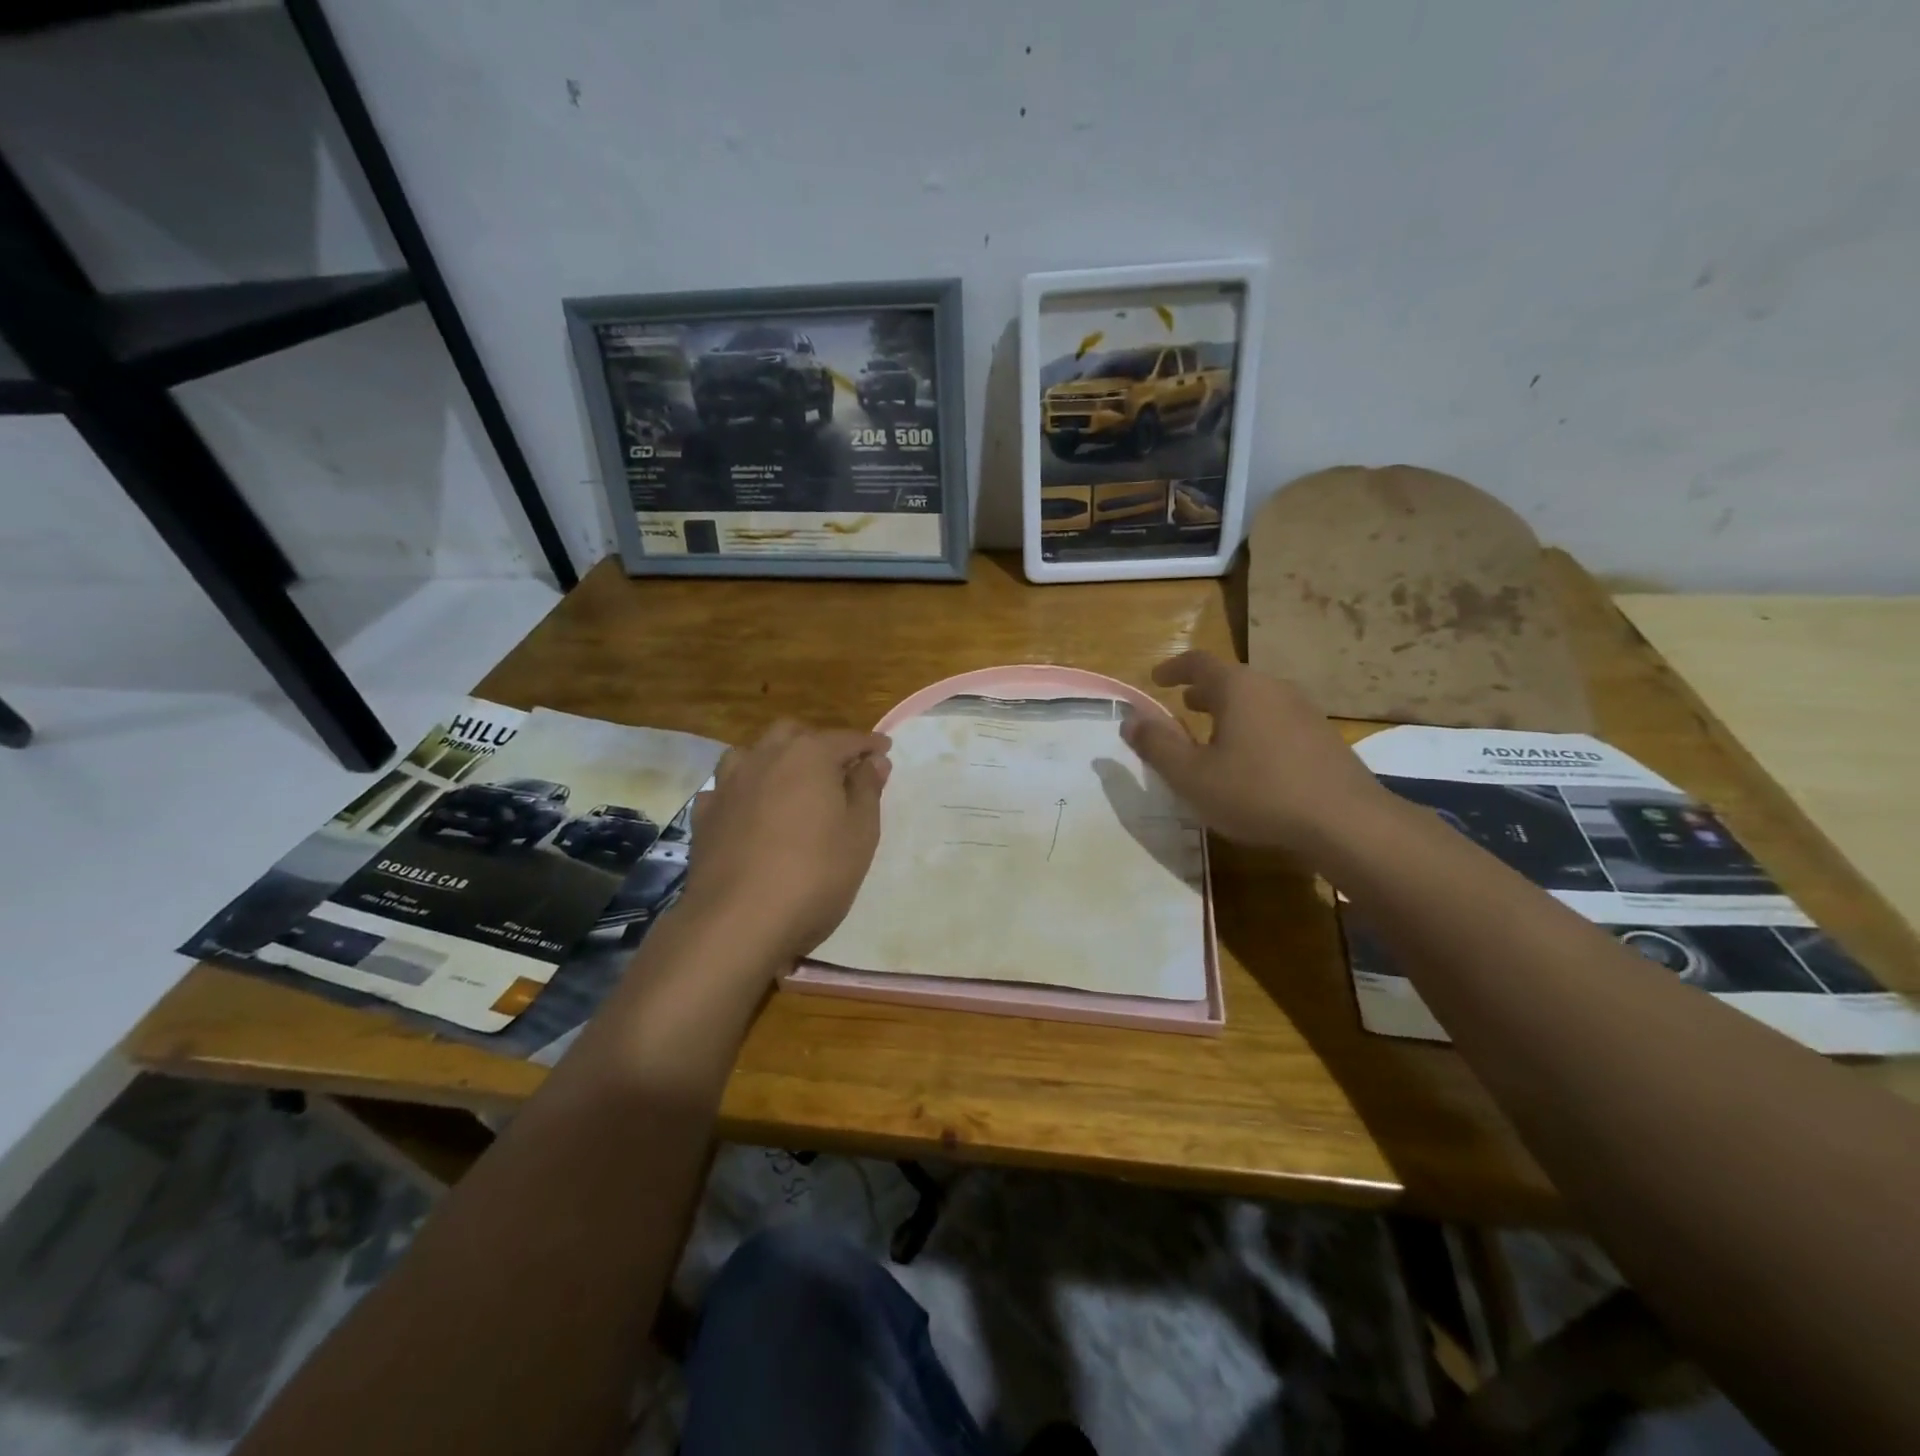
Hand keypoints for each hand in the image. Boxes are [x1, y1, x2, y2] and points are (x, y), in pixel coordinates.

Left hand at [679, 721, 891, 965]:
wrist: (738, 921)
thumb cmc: (815, 875)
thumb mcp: (860, 834)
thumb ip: (867, 790)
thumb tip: (873, 760)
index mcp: (809, 756)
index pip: (846, 739)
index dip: (868, 744)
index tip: (884, 750)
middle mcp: (765, 757)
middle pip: (794, 734)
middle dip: (819, 743)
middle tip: (838, 768)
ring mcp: (728, 784)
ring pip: (753, 753)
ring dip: (775, 758)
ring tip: (790, 782)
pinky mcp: (704, 815)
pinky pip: (726, 788)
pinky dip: (743, 791)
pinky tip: (749, 810)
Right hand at [1120, 651, 1384, 851]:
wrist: (1345, 821)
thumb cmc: (1256, 792)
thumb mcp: (1191, 775)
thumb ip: (1157, 745)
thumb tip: (1131, 719)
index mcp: (1238, 688)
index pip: (1199, 662)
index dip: (1173, 668)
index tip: (1156, 678)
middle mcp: (1272, 688)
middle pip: (1230, 679)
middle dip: (1202, 691)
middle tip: (1182, 706)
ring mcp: (1303, 711)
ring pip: (1255, 700)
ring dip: (1228, 711)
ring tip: (1212, 733)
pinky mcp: (1322, 736)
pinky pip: (1276, 719)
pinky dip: (1253, 727)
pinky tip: (1250, 761)